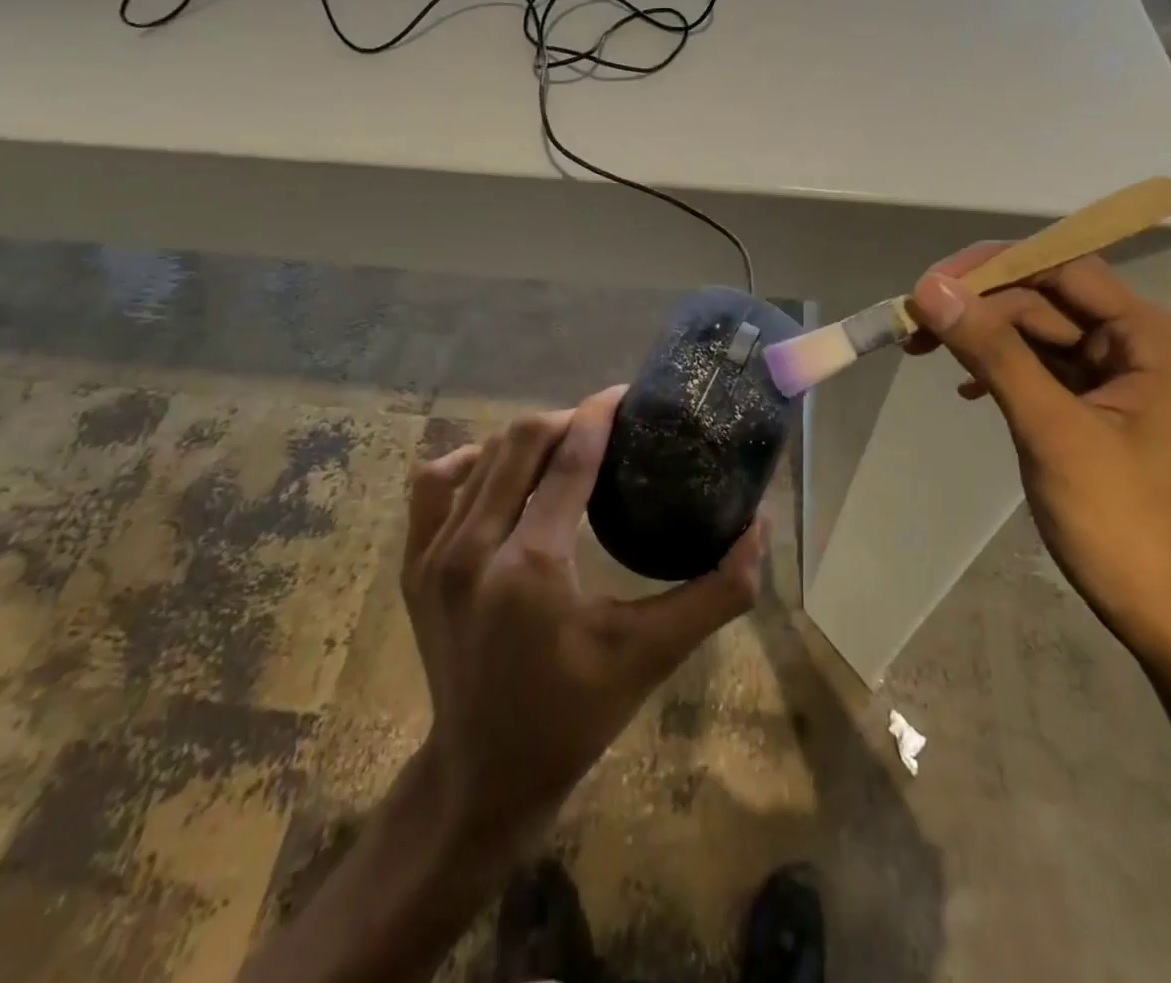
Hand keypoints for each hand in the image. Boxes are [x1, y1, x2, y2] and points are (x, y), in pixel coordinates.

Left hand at [402, 385, 767, 855]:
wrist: (483, 775)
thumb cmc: (575, 715)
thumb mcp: (653, 654)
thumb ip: (716, 593)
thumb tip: (758, 528)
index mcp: (532, 566)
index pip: (571, 457)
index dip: (601, 414)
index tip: (627, 394)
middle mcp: (473, 549)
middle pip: (521, 441)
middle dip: (568, 419)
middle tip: (605, 425)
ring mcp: (433, 555)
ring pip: (481, 457)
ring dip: (527, 441)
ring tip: (564, 448)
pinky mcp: (412, 566)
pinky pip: (434, 484)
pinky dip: (469, 464)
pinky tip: (497, 472)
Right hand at [906, 252, 1170, 679]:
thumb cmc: (1123, 525)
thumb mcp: (1051, 430)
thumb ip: (992, 352)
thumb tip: (931, 287)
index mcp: (1154, 337)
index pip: (1063, 269)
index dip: (991, 269)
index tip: (926, 286)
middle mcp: (1144, 344)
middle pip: (1047, 299)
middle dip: (979, 308)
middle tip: (912, 327)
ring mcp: (1124, 377)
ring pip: (1040, 333)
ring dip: (983, 339)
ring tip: (923, 350)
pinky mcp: (1103, 407)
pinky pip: (1044, 368)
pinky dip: (1002, 370)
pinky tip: (967, 390)